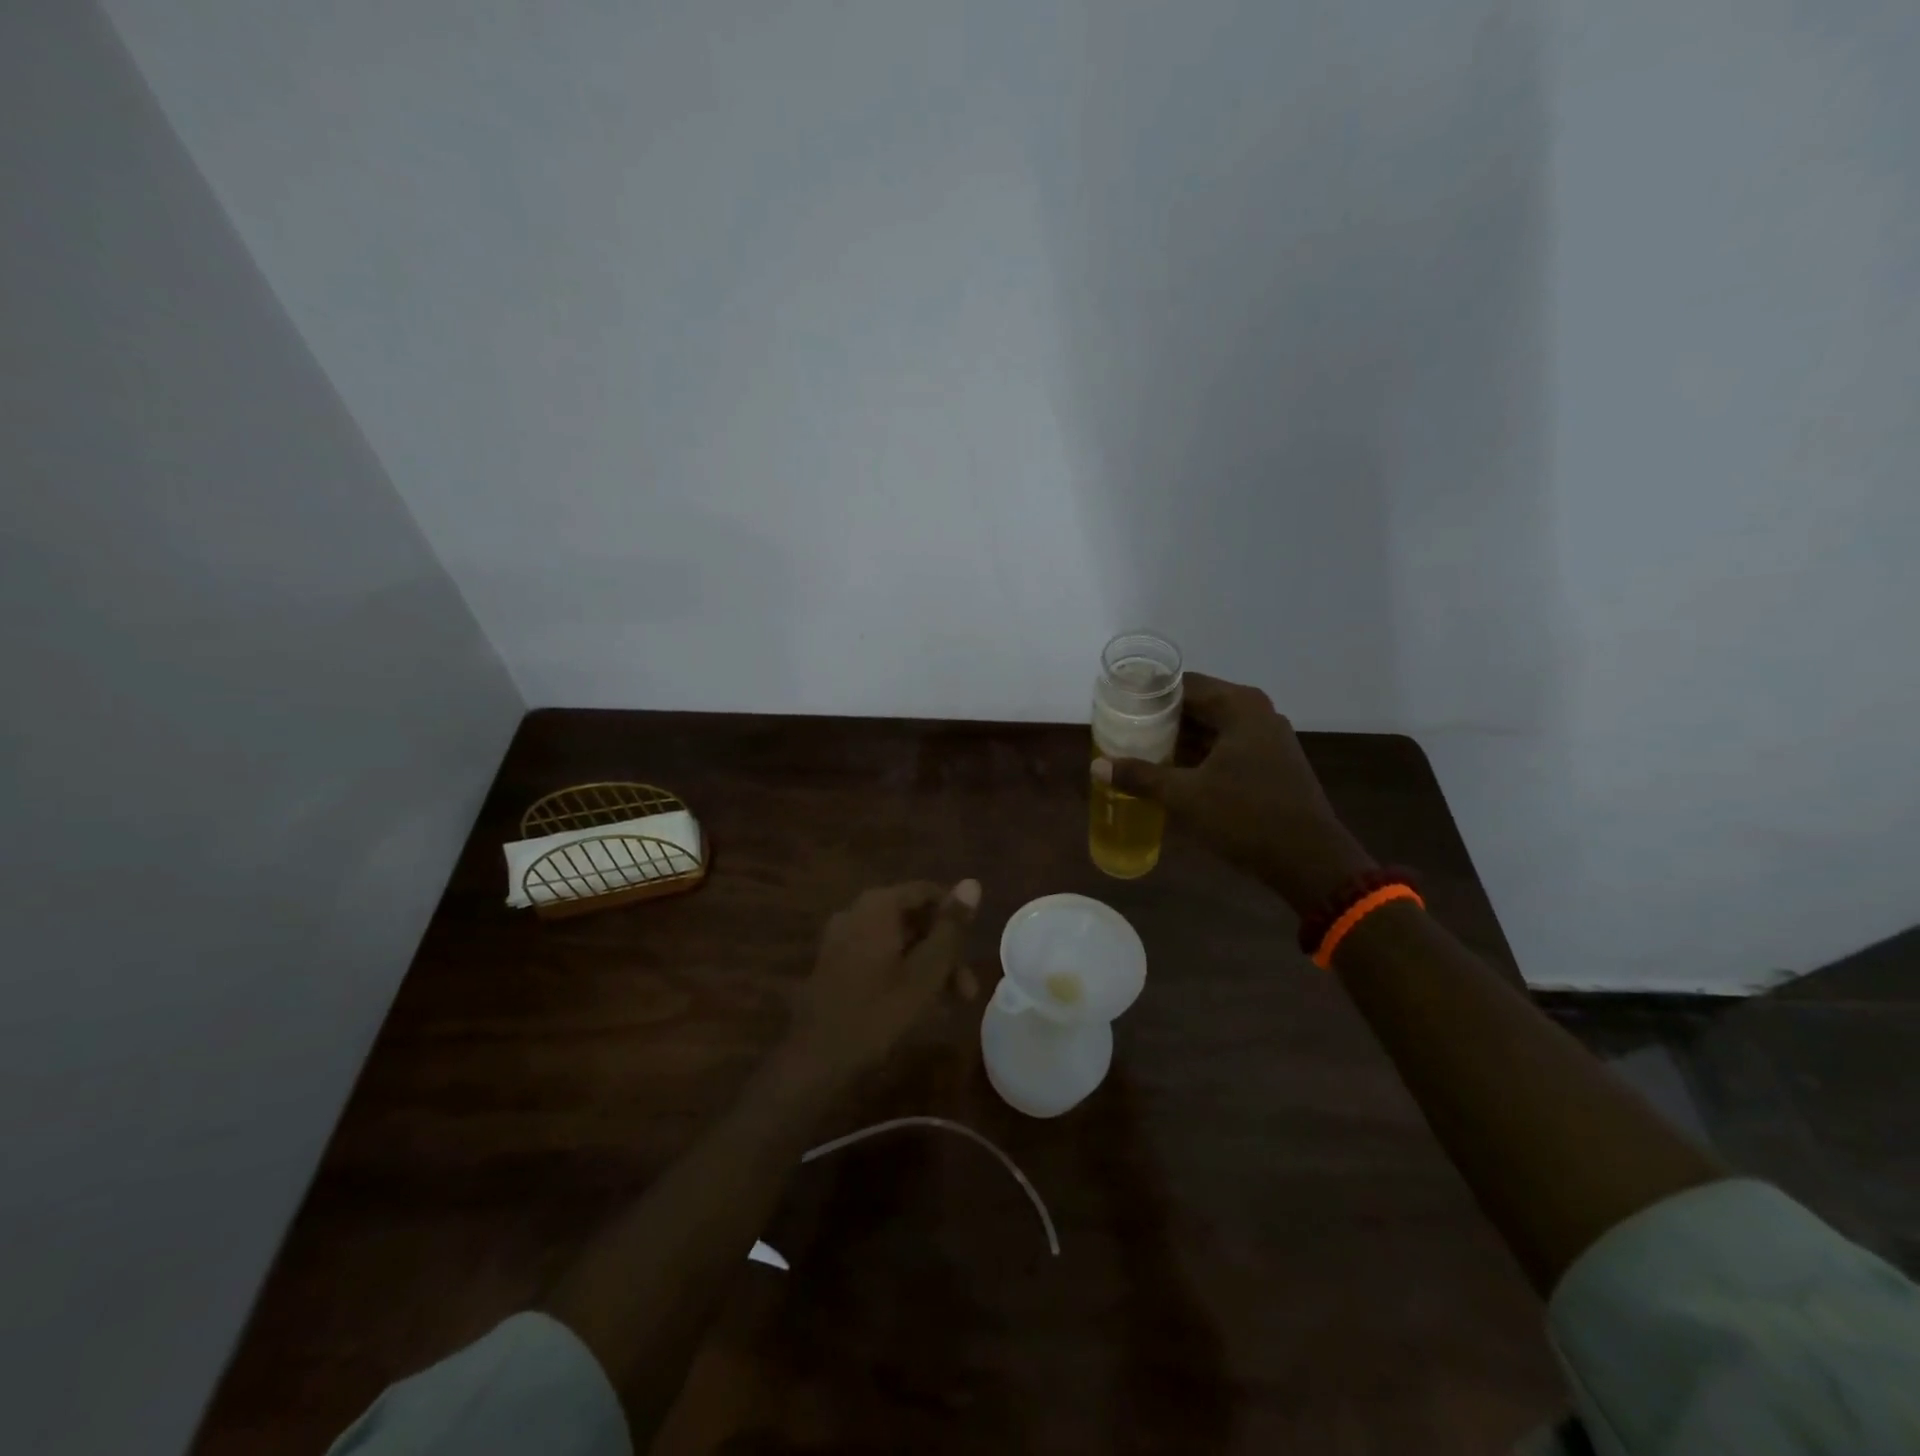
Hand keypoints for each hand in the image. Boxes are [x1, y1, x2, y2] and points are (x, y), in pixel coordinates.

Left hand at [786, 879, 982, 1084]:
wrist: (816, 1059)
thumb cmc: (878, 1011)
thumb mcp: (926, 971)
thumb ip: (951, 927)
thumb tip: (972, 883)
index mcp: (878, 905)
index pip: (927, 892)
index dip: (955, 916)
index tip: (974, 948)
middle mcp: (856, 912)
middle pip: (912, 918)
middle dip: (944, 949)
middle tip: (967, 990)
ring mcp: (841, 938)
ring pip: (897, 940)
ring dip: (926, 965)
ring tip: (950, 1002)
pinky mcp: (834, 963)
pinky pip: (878, 955)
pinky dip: (901, 971)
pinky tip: (918, 1003)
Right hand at [1093, 672, 1373, 909]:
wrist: (1310, 861)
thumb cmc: (1246, 817)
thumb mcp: (1185, 797)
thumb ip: (1140, 776)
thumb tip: (1098, 766)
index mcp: (1239, 707)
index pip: (1183, 684)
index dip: (1148, 694)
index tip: (1118, 706)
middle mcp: (1256, 713)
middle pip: (1197, 704)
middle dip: (1160, 719)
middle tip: (1123, 731)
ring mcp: (1268, 739)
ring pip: (1212, 728)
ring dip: (1179, 739)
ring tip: (1139, 751)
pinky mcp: (1271, 763)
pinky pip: (1226, 747)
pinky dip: (1199, 755)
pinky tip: (1173, 772)